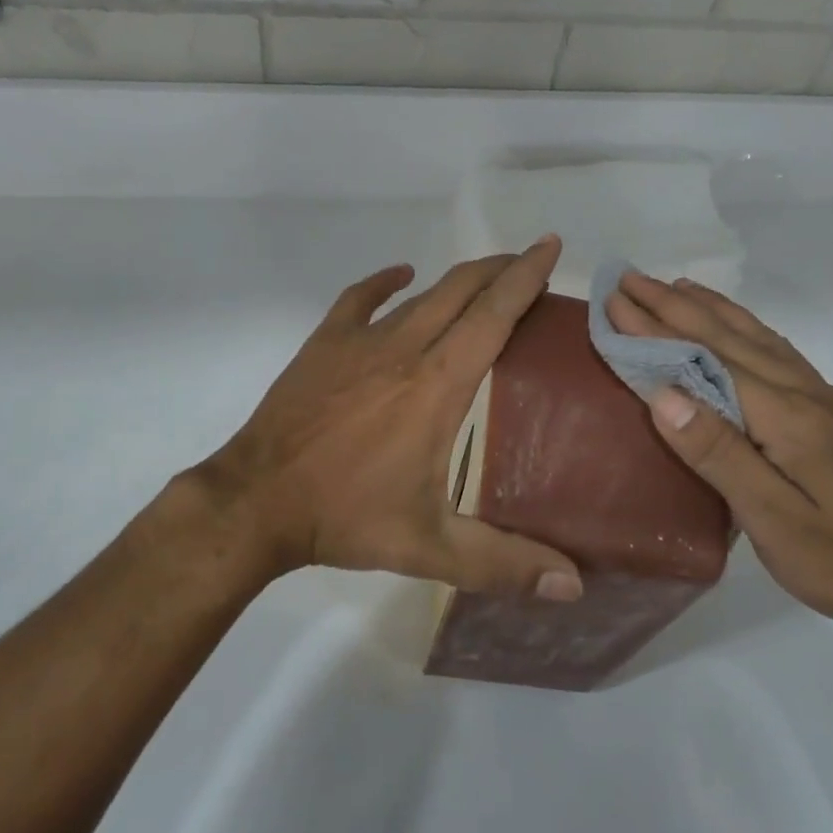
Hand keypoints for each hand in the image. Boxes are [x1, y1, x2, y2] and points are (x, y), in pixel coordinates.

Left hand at [195, 238, 582, 601]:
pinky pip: (360, 298)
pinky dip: (386, 281)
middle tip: (529, 262)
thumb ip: (505, 564)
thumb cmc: (347, 517)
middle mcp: (404, 348)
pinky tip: (402, 276)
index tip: (550, 246)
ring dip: (458, 280)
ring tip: (485, 277)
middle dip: (500, 269)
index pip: (494, 315)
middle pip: (462, 290)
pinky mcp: (324, 344)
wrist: (257, 501)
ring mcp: (359, 341)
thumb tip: (574, 586)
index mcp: (438, 385)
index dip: (525, 277)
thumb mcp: (431, 549)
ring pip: (421, 294)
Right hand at [608, 270, 832, 659]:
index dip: (657, 328)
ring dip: (715, 310)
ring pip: (762, 340)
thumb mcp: (775, 522)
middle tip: (631, 279)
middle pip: (732, 337)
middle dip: (677, 305)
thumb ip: (719, 454)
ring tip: (678, 287)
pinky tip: (743, 333)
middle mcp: (808, 396)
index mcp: (788, 418)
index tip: (614, 299)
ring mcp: (829, 404)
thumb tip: (664, 394)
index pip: (708, 358)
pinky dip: (750, 331)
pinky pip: (782, 356)